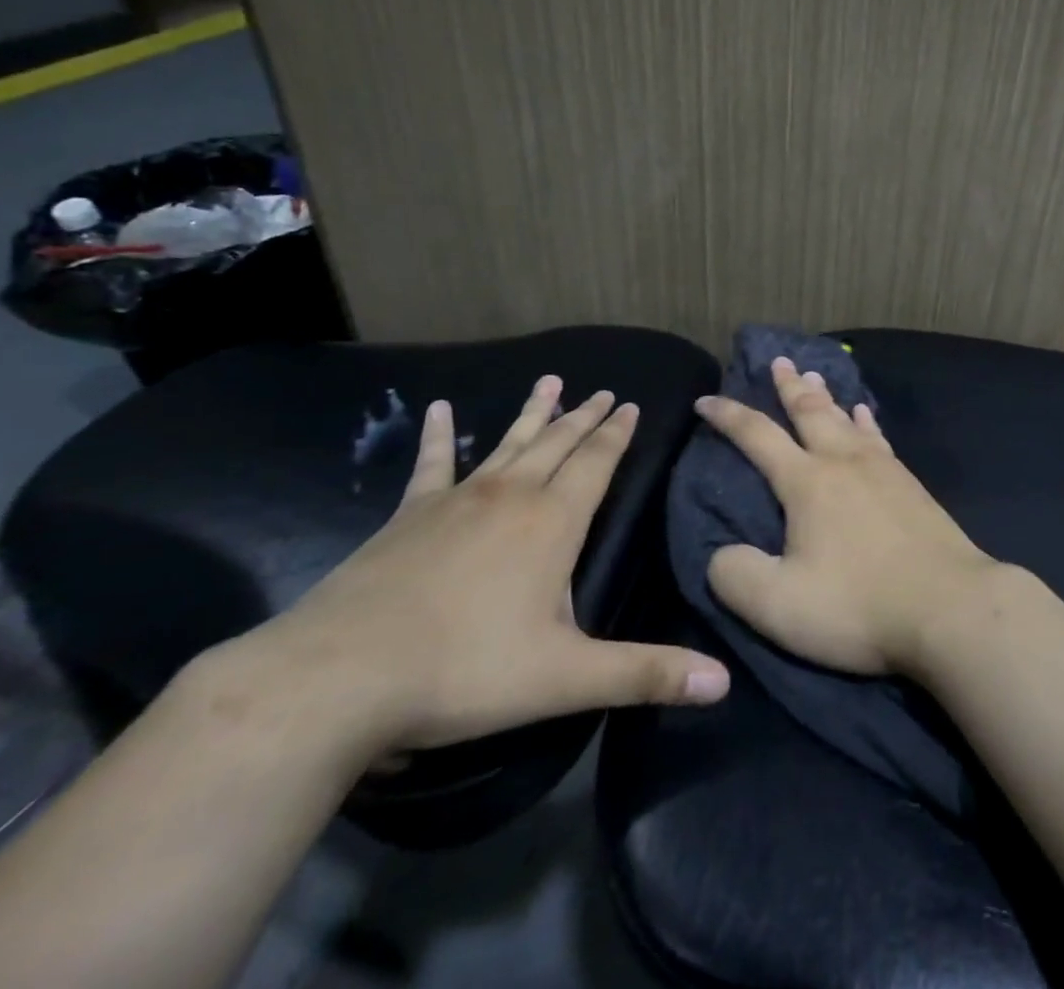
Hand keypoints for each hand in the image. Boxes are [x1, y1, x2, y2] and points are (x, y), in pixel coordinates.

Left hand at [220, 378, 729, 756]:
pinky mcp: (409, 515)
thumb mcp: (567, 678)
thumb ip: (646, 674)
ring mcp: (457, 500)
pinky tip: (441, 410)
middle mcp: (512, 496)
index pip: (597, 463)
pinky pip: (433, 464)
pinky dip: (441, 436)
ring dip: (533, 414)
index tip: (630, 404)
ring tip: (551, 381)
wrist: (339, 677)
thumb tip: (723, 682)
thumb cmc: (464, 671)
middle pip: (558, 444)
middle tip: (604, 391)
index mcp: (553, 523)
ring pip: (509, 444)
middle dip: (585, 418)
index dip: (617, 434)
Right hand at [697, 358, 998, 675]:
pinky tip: (865, 415)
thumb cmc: (858, 604)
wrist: (949, 607)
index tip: (706, 399)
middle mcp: (843, 462)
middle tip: (778, 360)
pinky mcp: (911, 486)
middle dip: (788, 385)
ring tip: (814, 375)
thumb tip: (721, 555)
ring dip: (825, 396)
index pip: (757, 436)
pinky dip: (866, 421)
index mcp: (807, 483)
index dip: (728, 415)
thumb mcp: (779, 605)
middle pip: (810, 411)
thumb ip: (736, 576)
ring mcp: (883, 470)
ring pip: (846, 419)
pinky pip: (879, 438)